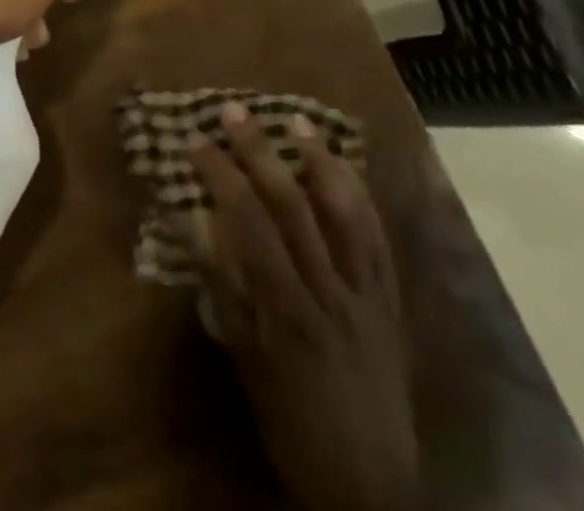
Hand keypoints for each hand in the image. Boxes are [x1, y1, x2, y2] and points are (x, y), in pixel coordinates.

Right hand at [186, 103, 418, 510]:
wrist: (369, 486)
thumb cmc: (291, 422)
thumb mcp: (245, 361)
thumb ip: (222, 289)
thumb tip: (191, 224)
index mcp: (288, 308)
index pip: (249, 223)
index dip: (220, 175)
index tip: (195, 140)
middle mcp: (331, 291)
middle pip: (293, 205)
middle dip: (260, 152)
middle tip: (234, 111)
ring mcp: (368, 294)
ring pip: (346, 214)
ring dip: (319, 161)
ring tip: (296, 120)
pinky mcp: (392, 303)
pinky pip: (379, 240)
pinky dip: (360, 198)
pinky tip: (344, 168)